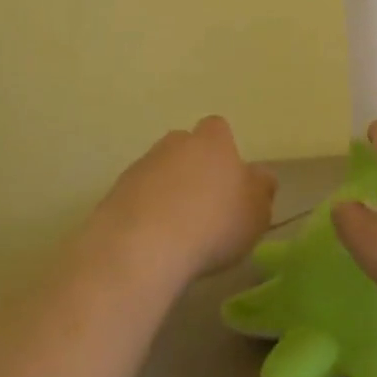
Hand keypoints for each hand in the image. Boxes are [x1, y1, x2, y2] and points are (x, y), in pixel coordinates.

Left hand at [93, 116, 276, 282]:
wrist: (142, 246)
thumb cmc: (213, 223)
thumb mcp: (257, 212)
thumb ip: (262, 190)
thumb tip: (260, 176)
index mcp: (212, 141)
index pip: (218, 129)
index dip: (224, 150)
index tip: (229, 179)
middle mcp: (174, 144)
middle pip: (185, 147)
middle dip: (193, 169)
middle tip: (204, 205)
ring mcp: (140, 166)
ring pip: (159, 171)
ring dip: (167, 192)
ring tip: (177, 230)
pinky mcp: (114, 193)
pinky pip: (136, 197)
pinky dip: (145, 212)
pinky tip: (152, 242)